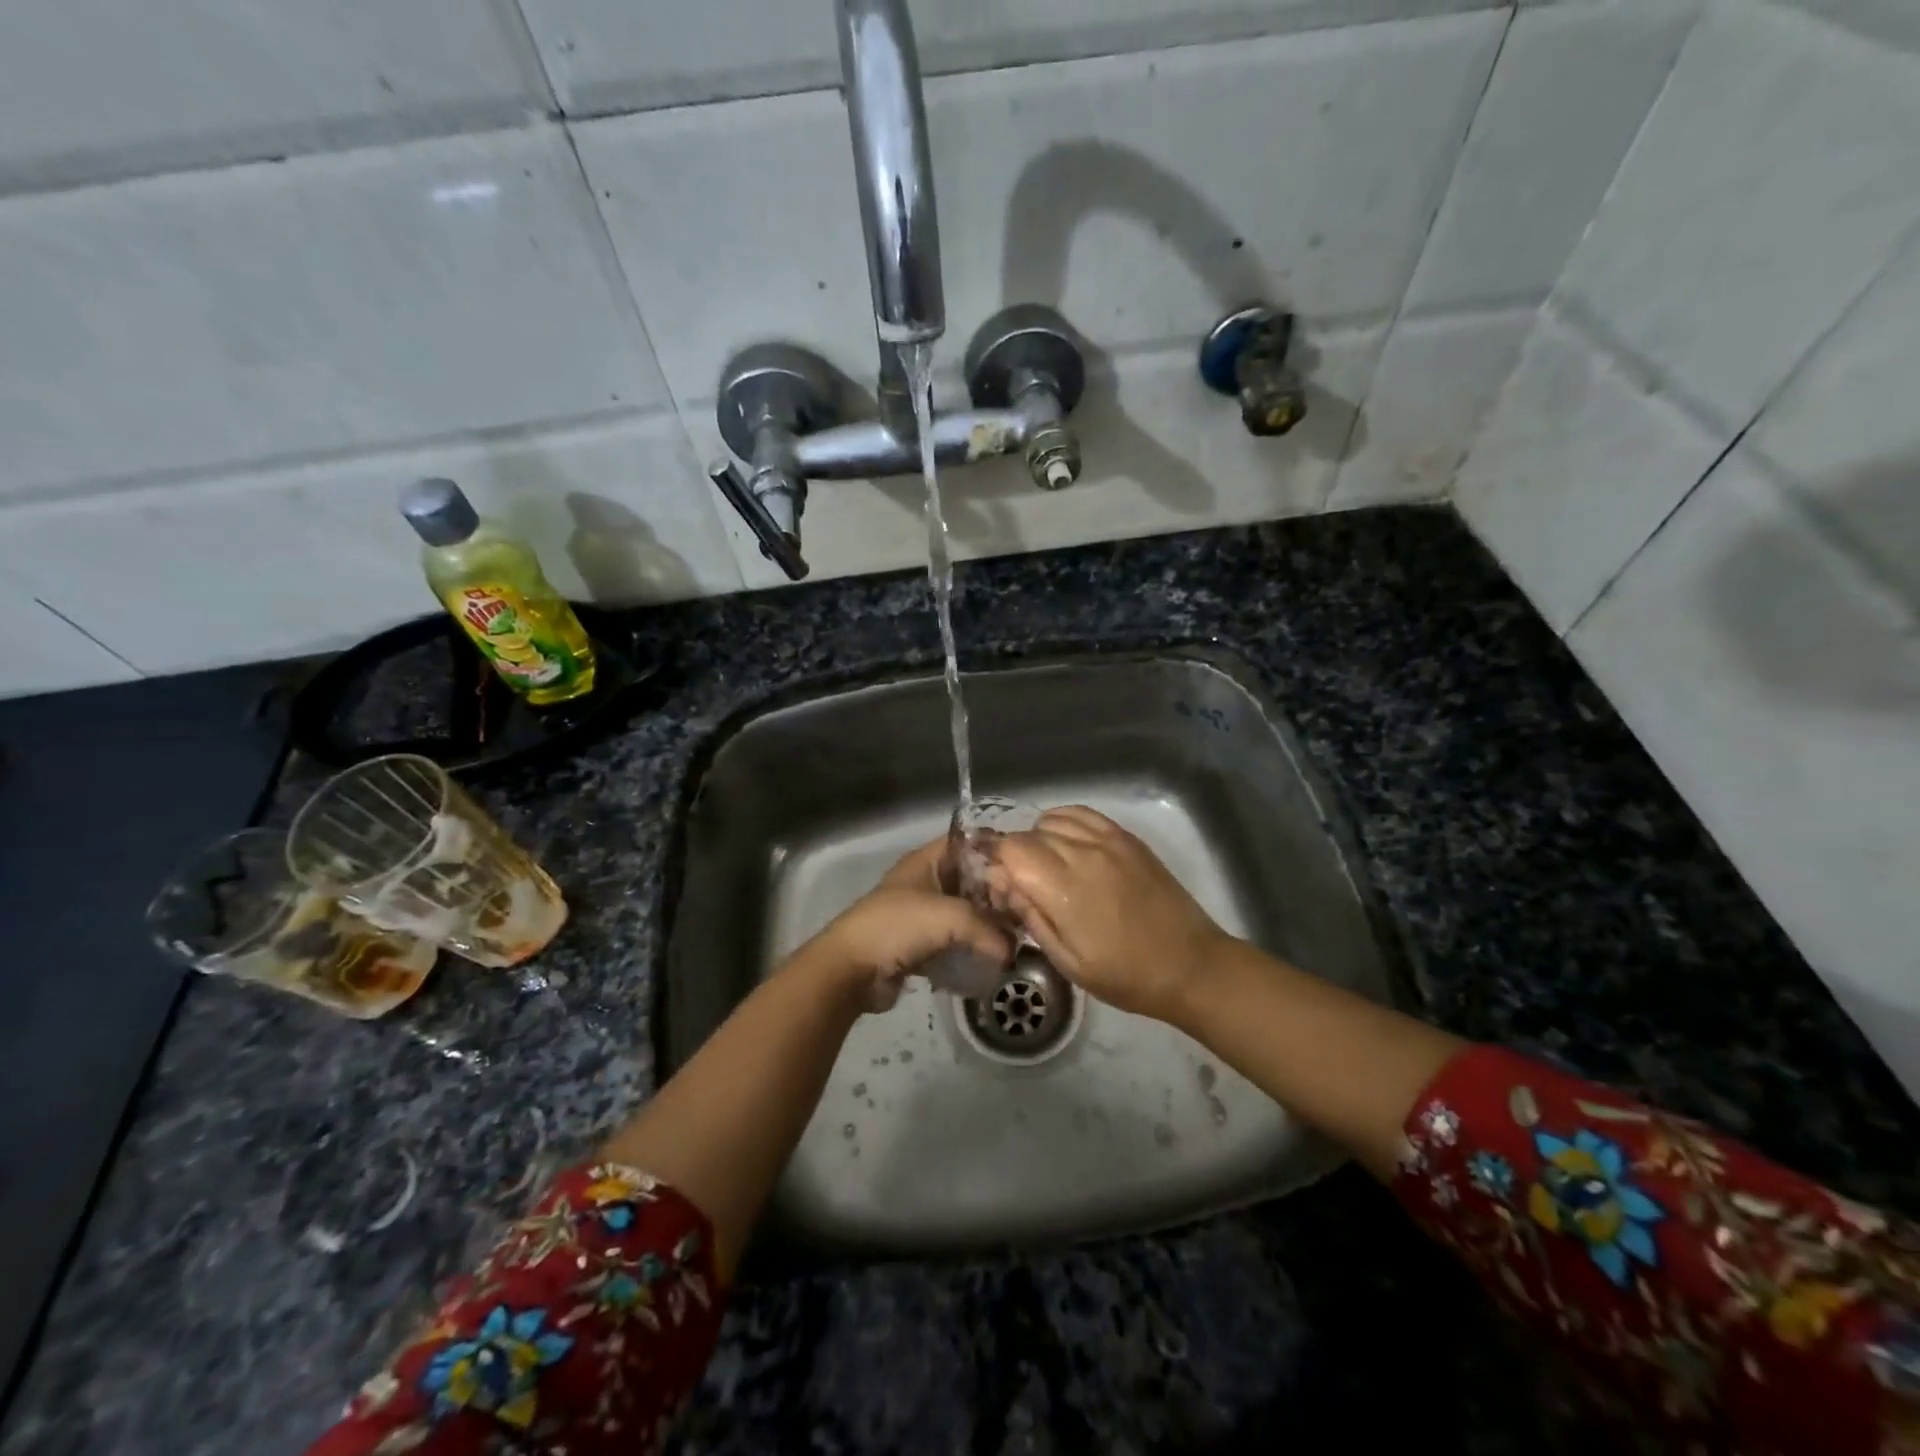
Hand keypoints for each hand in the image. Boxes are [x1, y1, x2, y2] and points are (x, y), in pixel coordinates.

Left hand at [799, 838, 1015, 1011]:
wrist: (851, 969)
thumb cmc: (898, 927)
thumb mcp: (950, 917)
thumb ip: (989, 929)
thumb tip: (1012, 951)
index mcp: (927, 861)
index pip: (968, 841)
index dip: (997, 848)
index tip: (1029, 865)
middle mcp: (926, 881)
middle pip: (971, 879)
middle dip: (998, 893)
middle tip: (1030, 908)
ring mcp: (922, 914)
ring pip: (965, 913)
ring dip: (987, 925)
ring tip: (1018, 936)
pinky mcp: (920, 945)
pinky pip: (954, 941)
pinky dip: (972, 948)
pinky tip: (994, 959)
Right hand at [986, 806, 1231, 1022]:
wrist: (1191, 965)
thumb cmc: (1126, 975)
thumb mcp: (1067, 962)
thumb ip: (1030, 916)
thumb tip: (1002, 884)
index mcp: (1065, 889)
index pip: (1011, 849)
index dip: (995, 862)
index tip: (998, 886)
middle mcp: (1084, 854)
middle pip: (1028, 834)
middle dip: (1014, 855)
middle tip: (1020, 884)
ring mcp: (1108, 840)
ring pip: (1052, 819)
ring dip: (1038, 839)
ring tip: (1045, 866)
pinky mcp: (1127, 837)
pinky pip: (1082, 814)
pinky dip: (1063, 822)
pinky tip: (1066, 844)